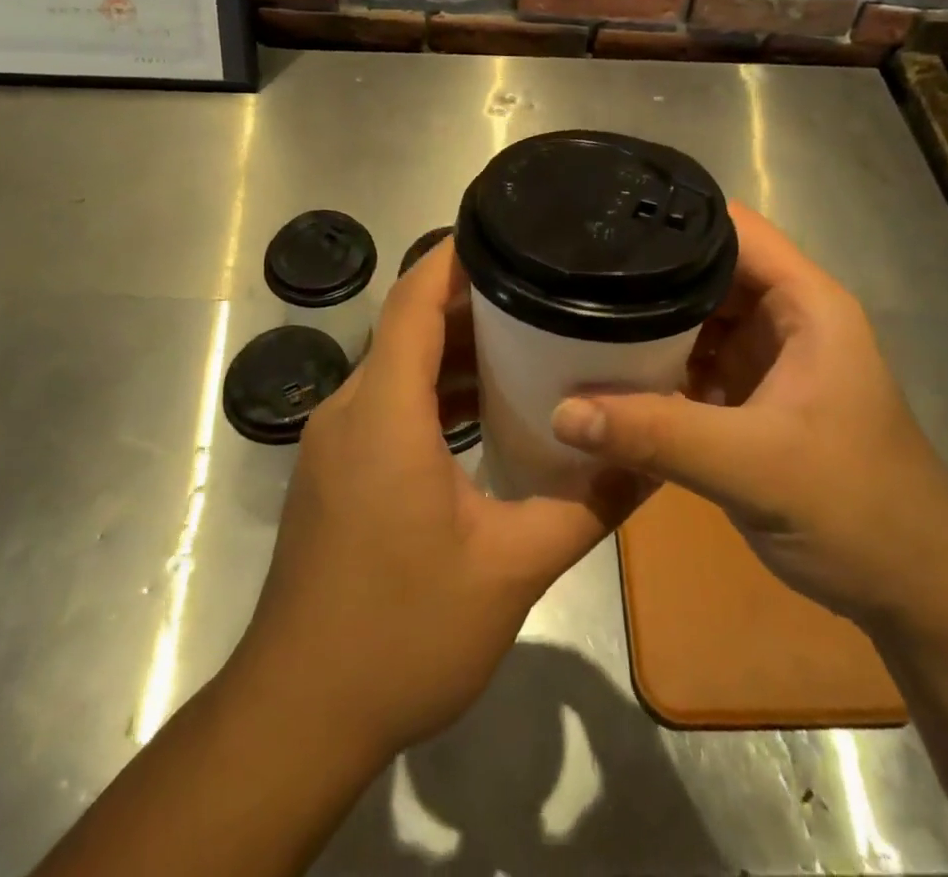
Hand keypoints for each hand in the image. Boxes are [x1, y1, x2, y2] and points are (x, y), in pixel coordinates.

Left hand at [231, 240, 634, 762]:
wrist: (299, 714)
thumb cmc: (401, 633)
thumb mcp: (510, 569)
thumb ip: (585, 506)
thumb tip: (648, 462)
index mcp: (384, 412)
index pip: (412, 299)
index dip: (454, 257)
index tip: (506, 231)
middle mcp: (350, 409)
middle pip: (407, 325)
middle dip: (470, 300)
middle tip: (541, 287)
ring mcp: (335, 440)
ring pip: (397, 365)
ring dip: (452, 348)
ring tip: (526, 338)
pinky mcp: (335, 470)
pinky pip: (387, 402)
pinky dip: (433, 390)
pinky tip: (484, 409)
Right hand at [550, 202, 947, 626]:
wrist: (914, 593)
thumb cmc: (855, 509)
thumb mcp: (753, 466)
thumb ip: (657, 435)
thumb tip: (561, 411)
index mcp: (805, 304)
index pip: (732, 229)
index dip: (672, 219)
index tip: (601, 224)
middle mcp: (784, 318)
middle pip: (705, 270)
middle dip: (645, 273)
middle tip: (572, 276)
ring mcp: (767, 359)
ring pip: (694, 318)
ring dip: (645, 322)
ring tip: (574, 313)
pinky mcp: (751, 398)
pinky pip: (692, 363)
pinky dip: (655, 365)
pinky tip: (604, 371)